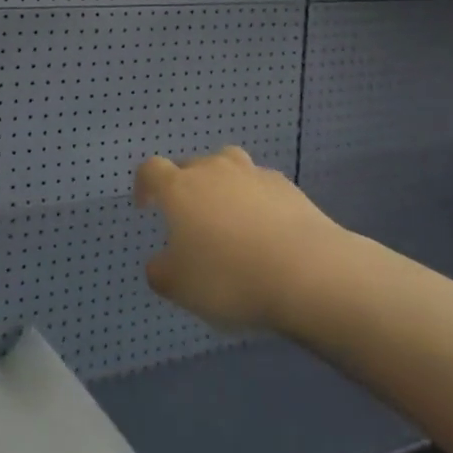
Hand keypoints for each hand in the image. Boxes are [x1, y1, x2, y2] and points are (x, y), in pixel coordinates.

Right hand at [137, 146, 332, 330]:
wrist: (308, 272)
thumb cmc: (231, 278)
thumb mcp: (180, 288)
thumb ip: (161, 272)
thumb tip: (160, 263)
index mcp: (180, 189)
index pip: (151, 170)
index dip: (144, 184)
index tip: (146, 206)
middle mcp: (213, 170)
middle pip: (190, 165)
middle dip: (184, 187)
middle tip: (190, 220)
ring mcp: (252, 174)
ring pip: (228, 167)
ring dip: (222, 185)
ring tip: (229, 217)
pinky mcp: (286, 186)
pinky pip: (259, 185)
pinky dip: (255, 200)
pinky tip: (265, 229)